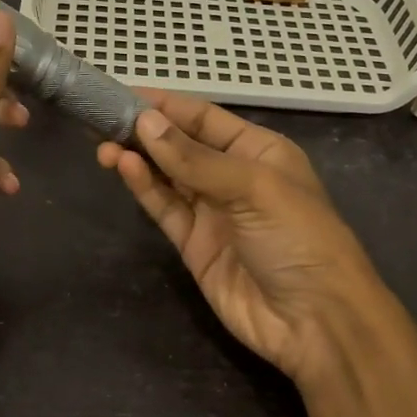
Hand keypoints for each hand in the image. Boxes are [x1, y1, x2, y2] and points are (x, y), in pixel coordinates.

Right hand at [97, 93, 399, 389]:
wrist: (315, 322)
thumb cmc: (299, 238)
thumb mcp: (254, 187)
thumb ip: (195, 158)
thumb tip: (145, 123)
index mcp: (260, 151)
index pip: (204, 117)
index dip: (165, 105)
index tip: (122, 94)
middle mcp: (234, 176)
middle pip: (180, 145)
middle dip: (144, 131)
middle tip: (100, 118)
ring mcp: (212, 212)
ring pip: (167, 175)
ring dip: (137, 158)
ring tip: (102, 143)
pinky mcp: (194, 244)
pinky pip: (165, 208)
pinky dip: (144, 187)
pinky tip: (123, 167)